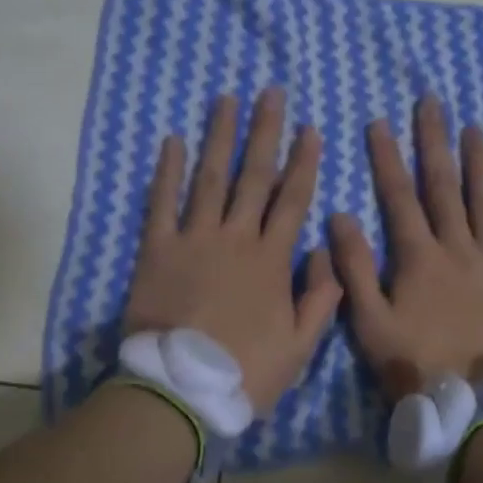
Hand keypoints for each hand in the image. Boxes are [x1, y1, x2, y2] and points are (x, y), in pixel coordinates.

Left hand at [124, 87, 343, 413]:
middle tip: (271, 93)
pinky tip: (173, 141)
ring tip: (227, 99)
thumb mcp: (300, 346)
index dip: (303, 163)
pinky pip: (162, 203)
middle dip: (265, 132)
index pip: (293, 200)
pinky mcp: (157, 249)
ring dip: (220, 137)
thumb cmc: (245, 372)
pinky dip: (167, 171)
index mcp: (272, 260)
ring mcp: (194, 239)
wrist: (180, 389)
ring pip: (211, 178)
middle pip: (254, 176)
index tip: (310, 129)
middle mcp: (236, 238)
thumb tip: (325, 250)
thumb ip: (320, 297)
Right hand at [330, 96, 482, 399]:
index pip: (399, 197)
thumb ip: (354, 270)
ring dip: (479, 165)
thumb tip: (340, 217)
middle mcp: (459, 249)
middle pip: (445, 187)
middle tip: (433, 103)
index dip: (387, 158)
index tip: (380, 122)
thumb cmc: (417, 365)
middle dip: (435, 143)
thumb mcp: (370, 324)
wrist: (479, 404)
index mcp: (420, 258)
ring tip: (475, 130)